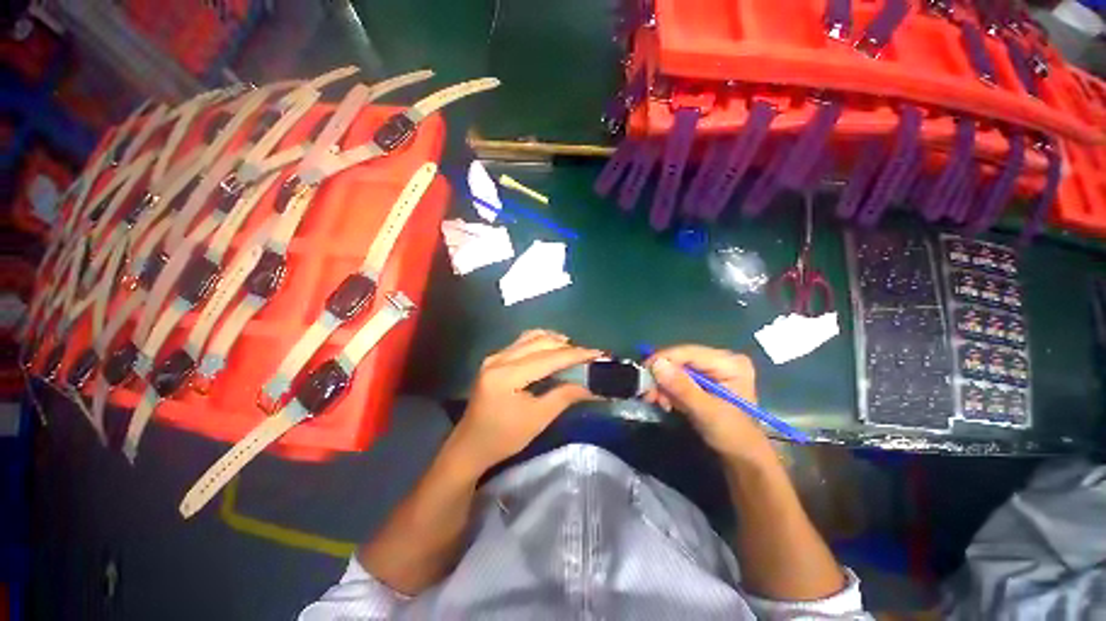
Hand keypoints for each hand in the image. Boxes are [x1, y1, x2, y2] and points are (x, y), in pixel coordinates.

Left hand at [448, 330, 601, 475]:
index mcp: (506, 375)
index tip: (598, 353)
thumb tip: (591, 386)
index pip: (548, 358)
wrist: (470, 446)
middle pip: (540, 342)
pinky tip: (552, 351)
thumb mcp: (537, 419)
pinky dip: (541, 343)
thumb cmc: (503, 438)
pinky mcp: (494, 359)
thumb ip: (564, 397)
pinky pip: (522, 342)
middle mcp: (498, 358)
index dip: (575, 354)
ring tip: (573, 352)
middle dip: (567, 346)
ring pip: (531, 338)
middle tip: (588, 355)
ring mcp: (494, 356)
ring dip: (554, 342)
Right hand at [646, 345, 775, 465]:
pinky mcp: (703, 380)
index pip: (688, 352)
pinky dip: (668, 389)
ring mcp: (712, 370)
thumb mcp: (707, 412)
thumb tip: (656, 364)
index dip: (663, 360)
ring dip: (662, 384)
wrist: (742, 458)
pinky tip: (664, 401)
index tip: (642, 373)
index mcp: (729, 363)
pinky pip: (678, 378)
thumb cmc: (732, 436)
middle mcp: (720, 360)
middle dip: (661, 376)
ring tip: (654, 400)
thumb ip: (682, 388)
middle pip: (680, 360)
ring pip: (676, 369)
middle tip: (647, 393)